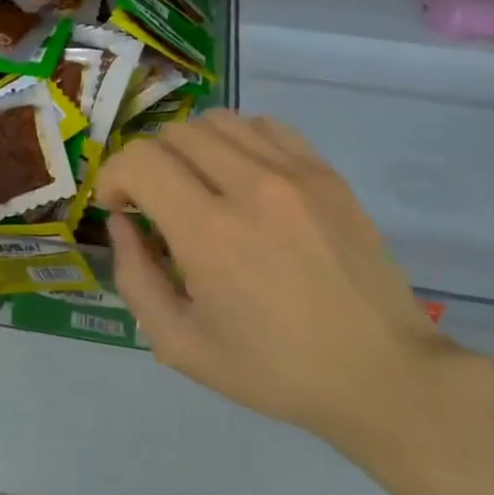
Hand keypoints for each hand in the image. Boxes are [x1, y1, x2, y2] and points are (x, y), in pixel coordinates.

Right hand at [96, 111, 460, 451]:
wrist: (378, 373)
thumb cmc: (273, 369)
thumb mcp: (180, 345)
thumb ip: (135, 278)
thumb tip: (122, 223)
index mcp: (209, 232)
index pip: (141, 160)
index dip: (115, 175)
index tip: (120, 207)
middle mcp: (251, 185)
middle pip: (176, 133)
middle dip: (149, 163)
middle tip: (154, 203)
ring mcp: (296, 173)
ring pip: (220, 121)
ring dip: (191, 147)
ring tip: (198, 187)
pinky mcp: (327, 173)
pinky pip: (267, 128)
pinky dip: (239, 142)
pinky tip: (244, 179)